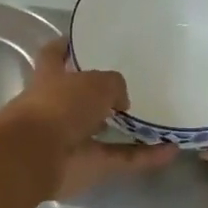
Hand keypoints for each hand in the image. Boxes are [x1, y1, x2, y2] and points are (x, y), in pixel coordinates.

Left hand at [4, 40, 177, 198]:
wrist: (35, 157)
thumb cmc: (58, 106)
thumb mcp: (95, 82)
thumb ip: (113, 85)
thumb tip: (121, 102)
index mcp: (50, 78)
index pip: (54, 56)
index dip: (64, 47)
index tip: (80, 41)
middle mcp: (57, 107)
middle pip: (80, 96)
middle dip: (101, 94)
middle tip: (133, 84)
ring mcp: (72, 139)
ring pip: (104, 131)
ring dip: (128, 128)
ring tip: (158, 119)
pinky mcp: (88, 166)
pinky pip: (122, 158)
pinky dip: (145, 157)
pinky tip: (172, 150)